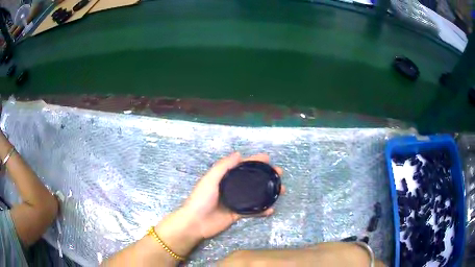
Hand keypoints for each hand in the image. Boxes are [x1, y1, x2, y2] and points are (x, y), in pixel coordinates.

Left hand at [155, 152, 283, 256]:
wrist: (196, 223)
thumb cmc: (201, 199)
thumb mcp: (210, 179)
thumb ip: (223, 167)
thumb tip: (239, 154)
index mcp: (225, 178)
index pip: (242, 167)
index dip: (255, 162)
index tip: (268, 159)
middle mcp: (232, 189)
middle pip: (252, 180)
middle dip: (266, 176)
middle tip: (279, 174)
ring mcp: (236, 202)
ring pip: (255, 195)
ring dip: (268, 193)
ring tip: (281, 191)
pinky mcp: (237, 215)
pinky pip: (253, 212)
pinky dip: (262, 211)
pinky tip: (272, 209)